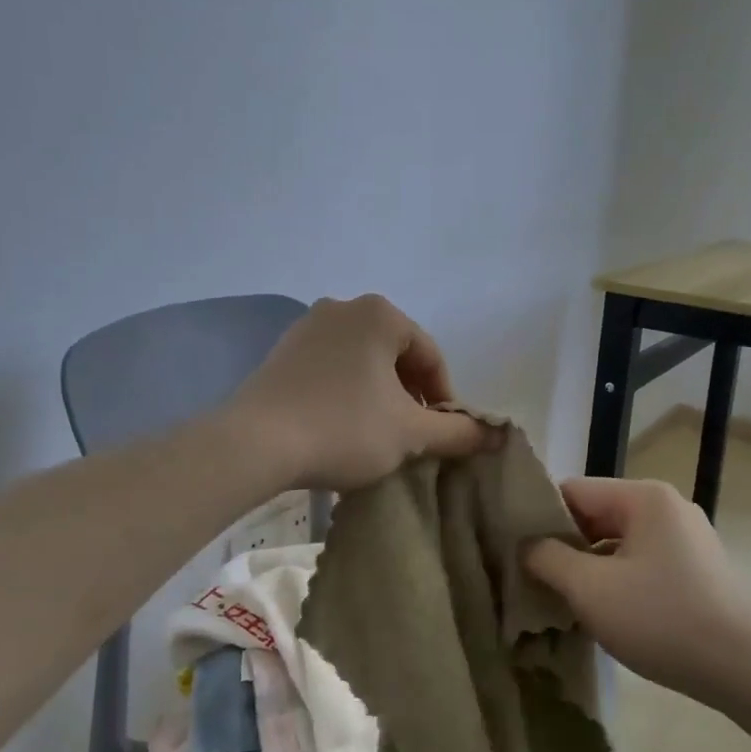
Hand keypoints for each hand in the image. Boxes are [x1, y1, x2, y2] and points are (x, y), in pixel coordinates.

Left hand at [225, 295, 488, 490]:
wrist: (255, 443)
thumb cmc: (344, 428)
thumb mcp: (410, 433)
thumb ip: (458, 431)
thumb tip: (495, 434)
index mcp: (380, 314)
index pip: (429, 355)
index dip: (444, 397)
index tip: (442, 433)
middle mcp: (342, 308)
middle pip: (395, 355)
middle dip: (409, 394)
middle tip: (411, 435)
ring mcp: (306, 327)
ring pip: (361, 362)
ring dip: (378, 395)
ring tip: (377, 435)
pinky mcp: (281, 353)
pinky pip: (329, 369)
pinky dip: (345, 393)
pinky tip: (340, 427)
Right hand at [523, 478, 750, 704]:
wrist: (749, 670)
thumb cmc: (663, 619)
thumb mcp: (590, 589)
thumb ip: (547, 558)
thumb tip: (526, 545)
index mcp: (643, 497)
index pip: (572, 491)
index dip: (538, 517)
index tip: (513, 549)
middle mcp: (666, 507)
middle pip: (595, 515)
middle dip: (562, 546)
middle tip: (531, 579)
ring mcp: (686, 538)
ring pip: (617, 542)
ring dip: (587, 567)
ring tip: (560, 600)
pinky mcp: (697, 569)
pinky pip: (640, 562)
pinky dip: (616, 580)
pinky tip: (602, 612)